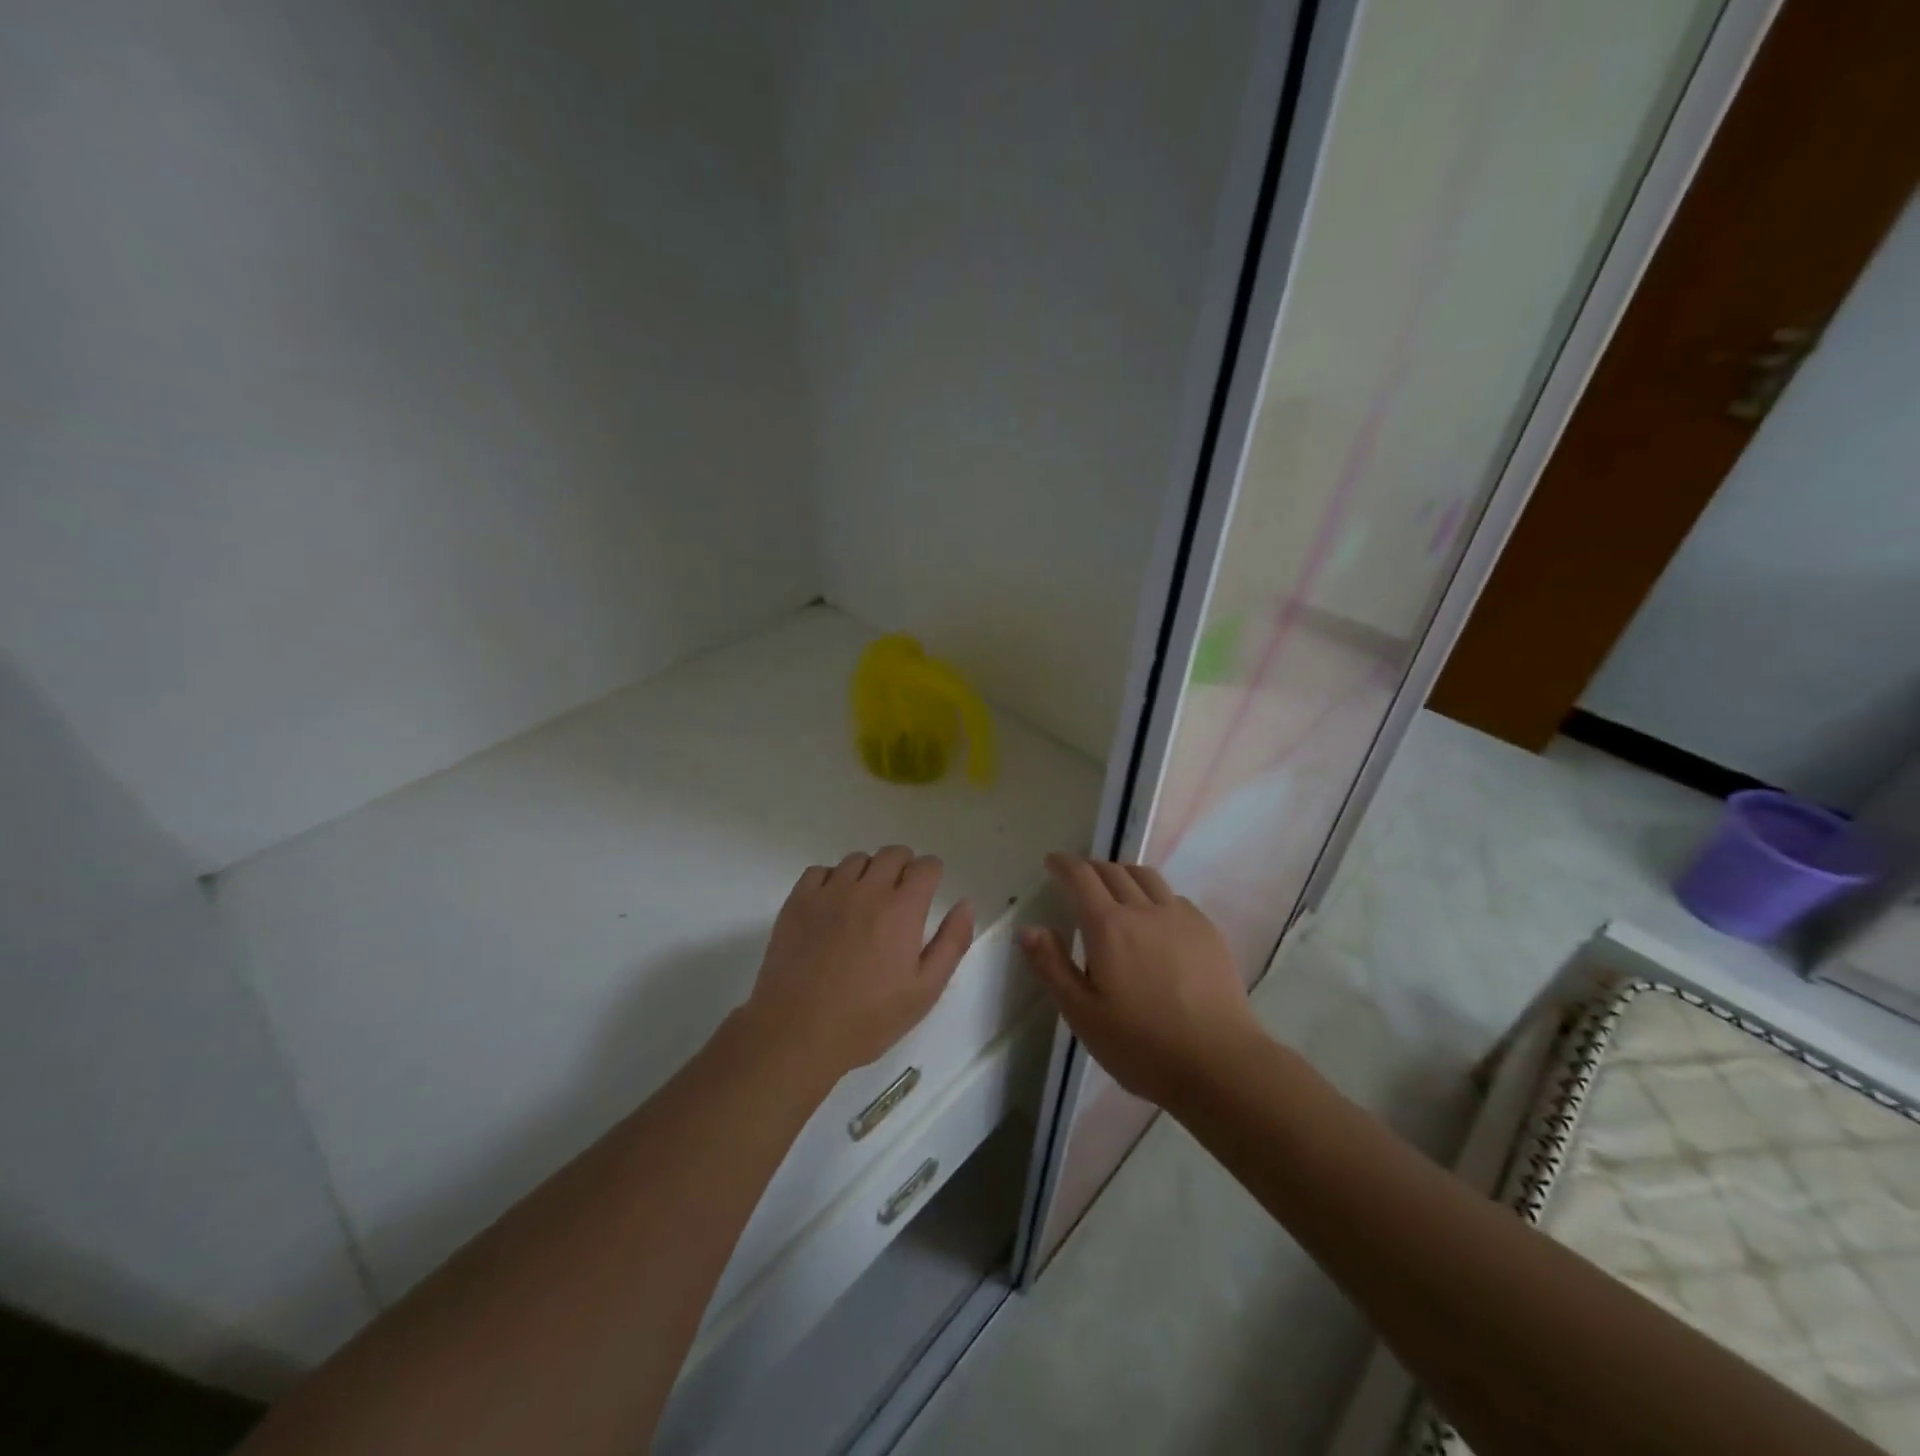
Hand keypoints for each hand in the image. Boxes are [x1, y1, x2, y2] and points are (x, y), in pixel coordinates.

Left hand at [744, 846, 973, 1082]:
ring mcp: (828, 892)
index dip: (932, 874)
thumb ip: (951, 943)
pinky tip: (832, 906)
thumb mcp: (924, 991)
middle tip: (900, 897)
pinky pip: (820, 871)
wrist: (797, 1032)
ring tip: (865, 903)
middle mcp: (867, 889)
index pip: (926, 866)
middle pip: (893, 854)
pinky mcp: (797, 901)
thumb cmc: (867, 1018)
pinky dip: (831, 880)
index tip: (928, 891)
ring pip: (857, 860)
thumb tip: (965, 904)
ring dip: (869, 872)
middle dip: (904, 867)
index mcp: (902, 909)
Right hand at [1021, 853, 1262, 1109]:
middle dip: (1090, 867)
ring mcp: (1180, 917)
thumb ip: (1052, 967)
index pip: (1081, 877)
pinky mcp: (1207, 931)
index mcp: (1108, 927)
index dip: (1063, 864)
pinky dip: (1153, 894)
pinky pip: (1173, 897)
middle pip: (1113, 870)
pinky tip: (1154, 917)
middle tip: (1077, 878)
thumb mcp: (1082, 1014)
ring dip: (1122, 873)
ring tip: (1114, 888)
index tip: (1052, 862)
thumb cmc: (1141, 1046)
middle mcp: (1144, 910)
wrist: (1219, 1064)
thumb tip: (1028, 928)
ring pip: (1146, 877)